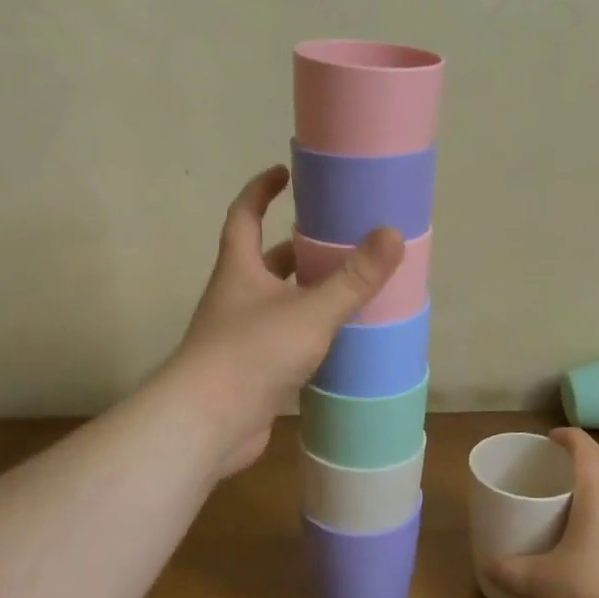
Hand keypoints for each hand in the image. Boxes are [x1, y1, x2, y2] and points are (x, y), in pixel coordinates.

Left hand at [168, 166, 403, 478]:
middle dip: (297, 247)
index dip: (261, 190)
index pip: (244, 215)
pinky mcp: (250, 371)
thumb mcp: (310, 311)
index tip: (285, 173)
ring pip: (277, 303)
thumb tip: (392, 234)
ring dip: (306, 293)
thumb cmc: (252, 353)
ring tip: (349, 288)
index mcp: (240, 270)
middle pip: (265, 261)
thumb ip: (353, 278)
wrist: (207, 424)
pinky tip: (338, 341)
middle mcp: (236, 298)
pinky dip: (308, 334)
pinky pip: (283, 340)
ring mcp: (240, 336)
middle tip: (338, 239)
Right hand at [489, 429, 598, 597]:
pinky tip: (595, 559)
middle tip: (555, 482)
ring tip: (573, 518)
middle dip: (582, 472)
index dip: (568, 438)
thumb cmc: (591, 594)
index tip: (551, 438)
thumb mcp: (539, 583)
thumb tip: (488, 565)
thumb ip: (511, 570)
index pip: (587, 450)